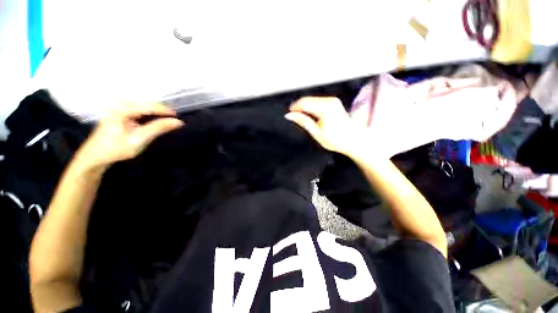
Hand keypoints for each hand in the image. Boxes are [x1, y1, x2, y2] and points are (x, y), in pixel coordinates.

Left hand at [76, 103, 183, 169]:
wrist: (95, 156)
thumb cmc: (116, 149)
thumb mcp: (139, 139)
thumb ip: (158, 128)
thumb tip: (178, 122)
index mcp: (123, 109)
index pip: (149, 107)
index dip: (165, 111)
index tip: (178, 116)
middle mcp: (120, 105)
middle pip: (146, 104)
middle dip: (161, 110)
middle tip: (174, 118)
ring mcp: (119, 108)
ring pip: (143, 106)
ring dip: (156, 112)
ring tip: (167, 118)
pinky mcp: (120, 113)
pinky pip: (139, 110)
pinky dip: (149, 114)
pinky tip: (154, 119)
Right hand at [285, 97, 363, 155]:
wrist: (354, 140)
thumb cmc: (337, 140)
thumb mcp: (317, 133)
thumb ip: (303, 122)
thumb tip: (291, 115)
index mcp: (325, 109)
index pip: (304, 103)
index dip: (294, 108)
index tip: (289, 114)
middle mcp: (330, 101)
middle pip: (307, 100)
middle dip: (299, 108)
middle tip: (294, 117)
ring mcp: (333, 101)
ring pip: (312, 100)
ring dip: (305, 108)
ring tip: (302, 118)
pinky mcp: (334, 102)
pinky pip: (317, 101)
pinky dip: (311, 107)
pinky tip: (310, 116)